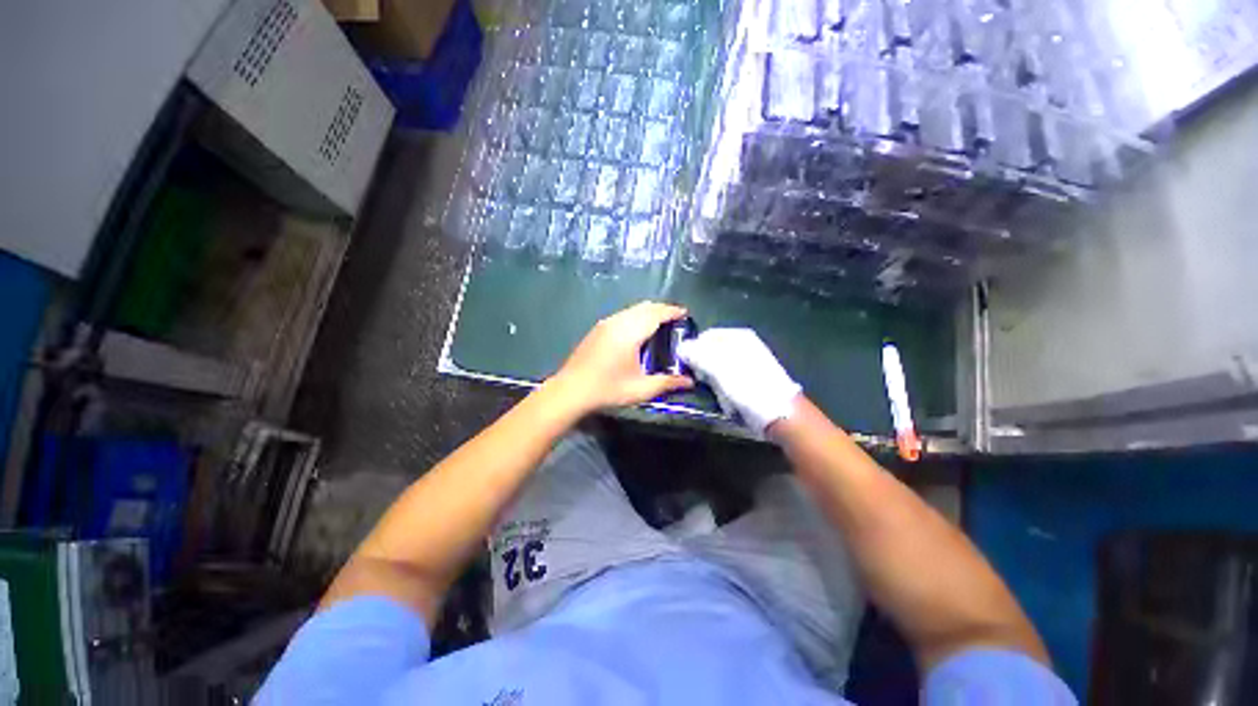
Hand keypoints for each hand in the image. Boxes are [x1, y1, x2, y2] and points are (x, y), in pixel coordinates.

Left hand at [550, 302, 694, 413]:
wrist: (571, 390)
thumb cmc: (608, 389)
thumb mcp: (641, 389)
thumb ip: (667, 383)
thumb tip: (689, 381)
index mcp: (630, 332)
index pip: (656, 314)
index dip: (672, 311)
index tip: (685, 314)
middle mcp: (618, 322)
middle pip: (644, 307)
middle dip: (662, 309)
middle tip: (675, 319)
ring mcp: (605, 323)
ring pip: (632, 309)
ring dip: (648, 312)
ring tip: (659, 324)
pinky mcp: (597, 329)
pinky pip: (622, 315)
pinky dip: (635, 316)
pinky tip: (637, 330)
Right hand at [677, 328, 800, 435]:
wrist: (778, 413)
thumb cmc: (747, 384)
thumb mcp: (718, 365)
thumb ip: (696, 353)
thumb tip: (680, 348)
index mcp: (737, 336)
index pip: (704, 336)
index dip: (692, 349)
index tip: (687, 365)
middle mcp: (742, 346)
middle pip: (710, 352)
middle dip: (703, 368)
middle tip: (703, 381)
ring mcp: (747, 364)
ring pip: (717, 369)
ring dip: (713, 382)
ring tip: (719, 393)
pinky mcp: (749, 381)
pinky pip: (727, 382)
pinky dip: (724, 391)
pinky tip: (729, 400)